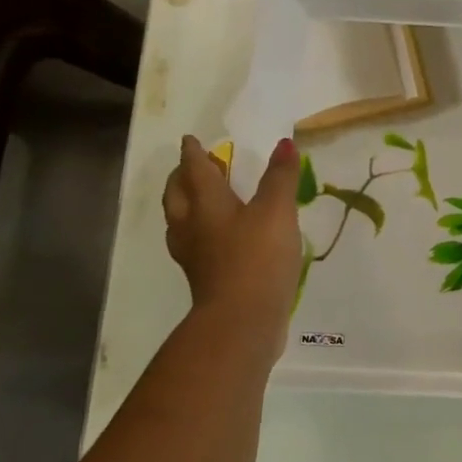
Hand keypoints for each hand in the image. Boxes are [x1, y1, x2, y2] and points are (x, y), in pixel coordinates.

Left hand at [162, 135, 303, 340]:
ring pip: (180, 222)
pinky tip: (215, 240)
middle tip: (190, 167)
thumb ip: (280, 177)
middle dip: (181, 178)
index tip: (190, 141)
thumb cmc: (257, 257)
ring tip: (196, 200)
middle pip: (177, 195)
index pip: (195, 170)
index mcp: (207, 204)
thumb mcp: (277, 211)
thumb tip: (283, 143)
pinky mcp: (204, 279)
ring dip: (184, 205)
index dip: (194, 153)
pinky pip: (193, 245)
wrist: (242, 320)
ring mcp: (195, 256)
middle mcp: (193, 226)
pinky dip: (199, 233)